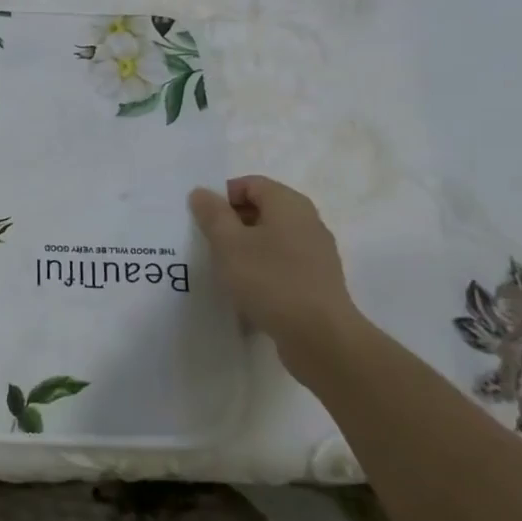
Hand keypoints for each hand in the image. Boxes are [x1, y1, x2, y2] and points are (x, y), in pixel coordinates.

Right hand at [188, 175, 368, 377]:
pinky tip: (247, 290)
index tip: (203, 220)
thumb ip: (212, 214)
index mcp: (289, 204)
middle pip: (262, 209)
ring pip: (271, 238)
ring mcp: (316, 253)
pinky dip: (262, 268)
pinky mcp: (317, 281)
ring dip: (245, 247)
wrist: (320, 337)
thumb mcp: (229, 243)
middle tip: (208, 242)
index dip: (222, 196)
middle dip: (232, 222)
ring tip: (224, 268)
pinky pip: (282, 263)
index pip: (250, 184)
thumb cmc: (270, 280)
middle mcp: (307, 221)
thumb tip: (201, 192)